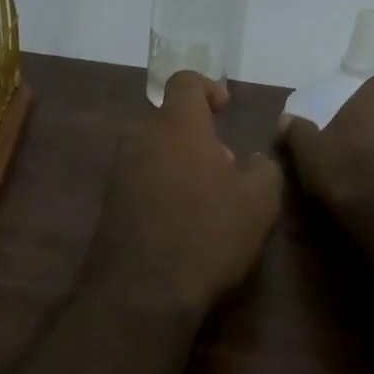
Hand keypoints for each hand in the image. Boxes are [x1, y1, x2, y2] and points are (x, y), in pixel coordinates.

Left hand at [87, 71, 284, 313]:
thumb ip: (266, 170)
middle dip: (199, 135)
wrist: (142, 292)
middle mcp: (141, 137)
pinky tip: (180, 221)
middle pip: (170, 119)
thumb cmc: (208, 234)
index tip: (225, 110)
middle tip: (225, 167)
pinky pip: (140, 177)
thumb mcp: (259, 203)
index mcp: (177, 125)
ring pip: (154, 149)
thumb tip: (257, 161)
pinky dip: (162, 186)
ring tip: (206, 199)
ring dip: (180, 162)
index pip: (185, 82)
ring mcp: (119, 170)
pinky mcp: (108, 201)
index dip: (208, 88)